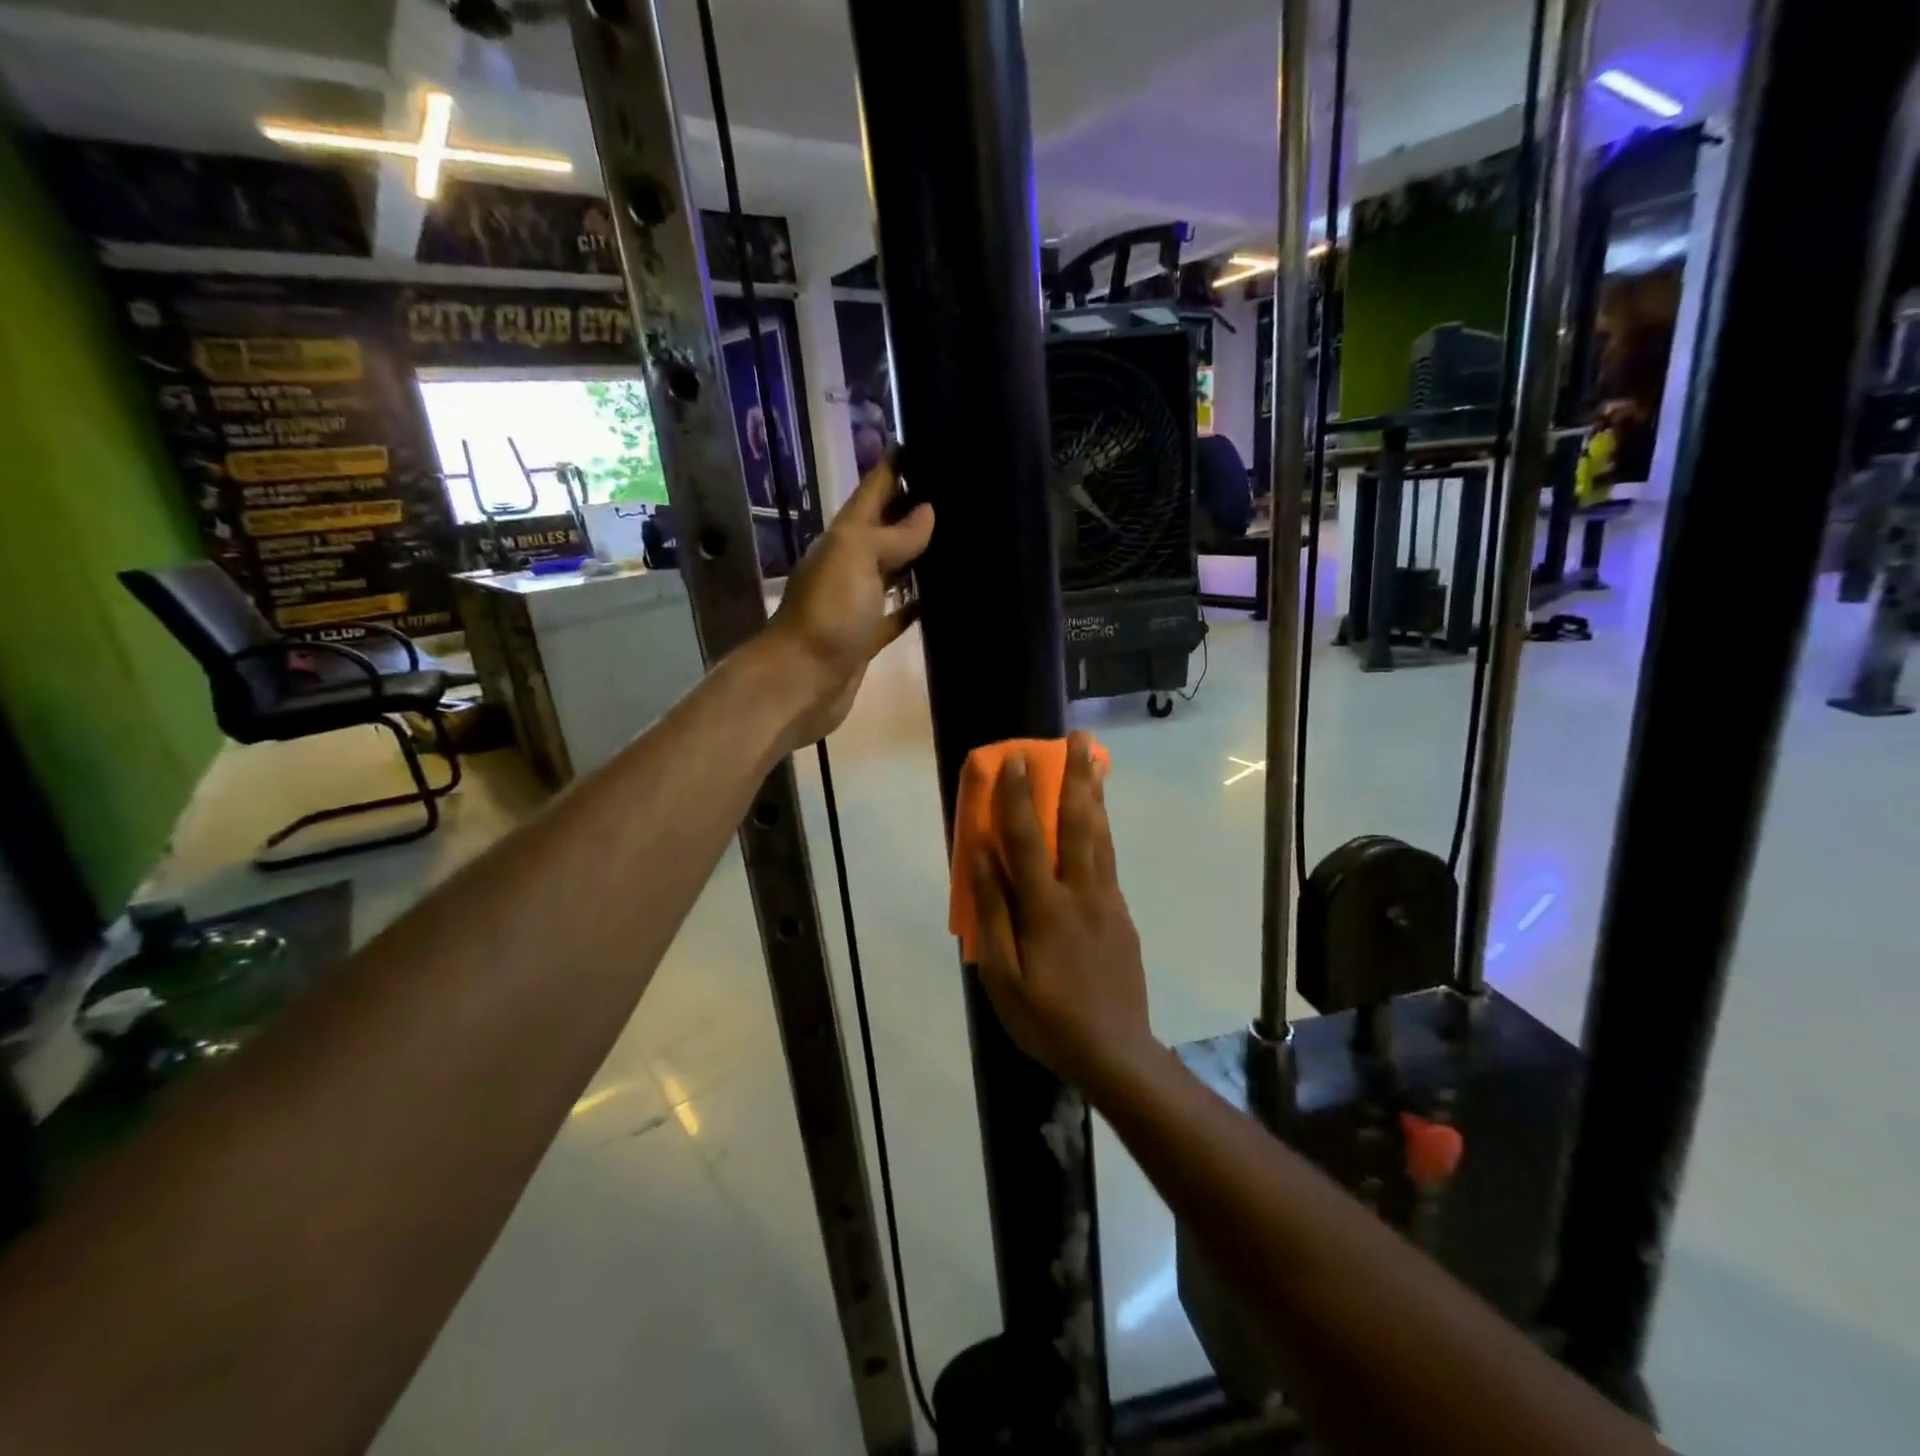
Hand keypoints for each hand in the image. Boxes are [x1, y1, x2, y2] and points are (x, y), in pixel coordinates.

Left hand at [765, 456, 933, 747]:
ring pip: (893, 569)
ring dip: (919, 555)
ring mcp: (858, 601)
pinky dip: (915, 604)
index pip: (873, 489)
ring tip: (960, 537)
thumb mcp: (856, 557)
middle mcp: (850, 563)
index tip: (929, 439)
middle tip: (958, 490)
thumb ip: (893, 534)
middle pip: (885, 527)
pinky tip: (941, 598)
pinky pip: (896, 613)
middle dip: (914, 507)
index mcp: (844, 536)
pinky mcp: (867, 636)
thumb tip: (926, 510)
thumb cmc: (829, 612)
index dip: (895, 464)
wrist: (802, 681)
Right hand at [970, 733, 1156, 1092]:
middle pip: (1079, 824)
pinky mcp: (1122, 915)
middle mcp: (1082, 894)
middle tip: (1078, 738)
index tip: (1013, 759)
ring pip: (1102, 837)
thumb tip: (981, 858)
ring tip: (1095, 760)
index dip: (1017, 797)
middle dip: (1076, 777)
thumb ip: (992, 914)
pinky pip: (1109, 861)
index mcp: (1047, 909)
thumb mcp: (1003, 978)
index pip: (1028, 840)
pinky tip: (1099, 820)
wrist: (1116, 1053)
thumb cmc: (1048, 1020)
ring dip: (1095, 794)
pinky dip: (1103, 829)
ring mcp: (1108, 902)